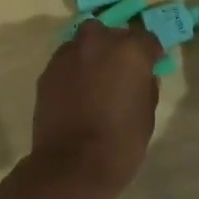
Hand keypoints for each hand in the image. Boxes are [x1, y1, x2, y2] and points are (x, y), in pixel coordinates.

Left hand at [27, 18, 163, 198]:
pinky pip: (66, 61)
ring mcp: (68, 55)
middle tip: (121, 70)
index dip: (150, 53)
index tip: (151, 65)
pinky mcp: (47, 71)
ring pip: (84, 42)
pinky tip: (76, 91)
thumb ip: (146, 87)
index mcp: (129, 50)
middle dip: (118, 47)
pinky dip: (74, 69)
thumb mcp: (147, 114)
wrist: (72, 165)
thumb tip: (142, 77)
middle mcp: (97, 42)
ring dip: (92, 54)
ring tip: (95, 78)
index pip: (145, 38)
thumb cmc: (121, 142)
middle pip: (111, 33)